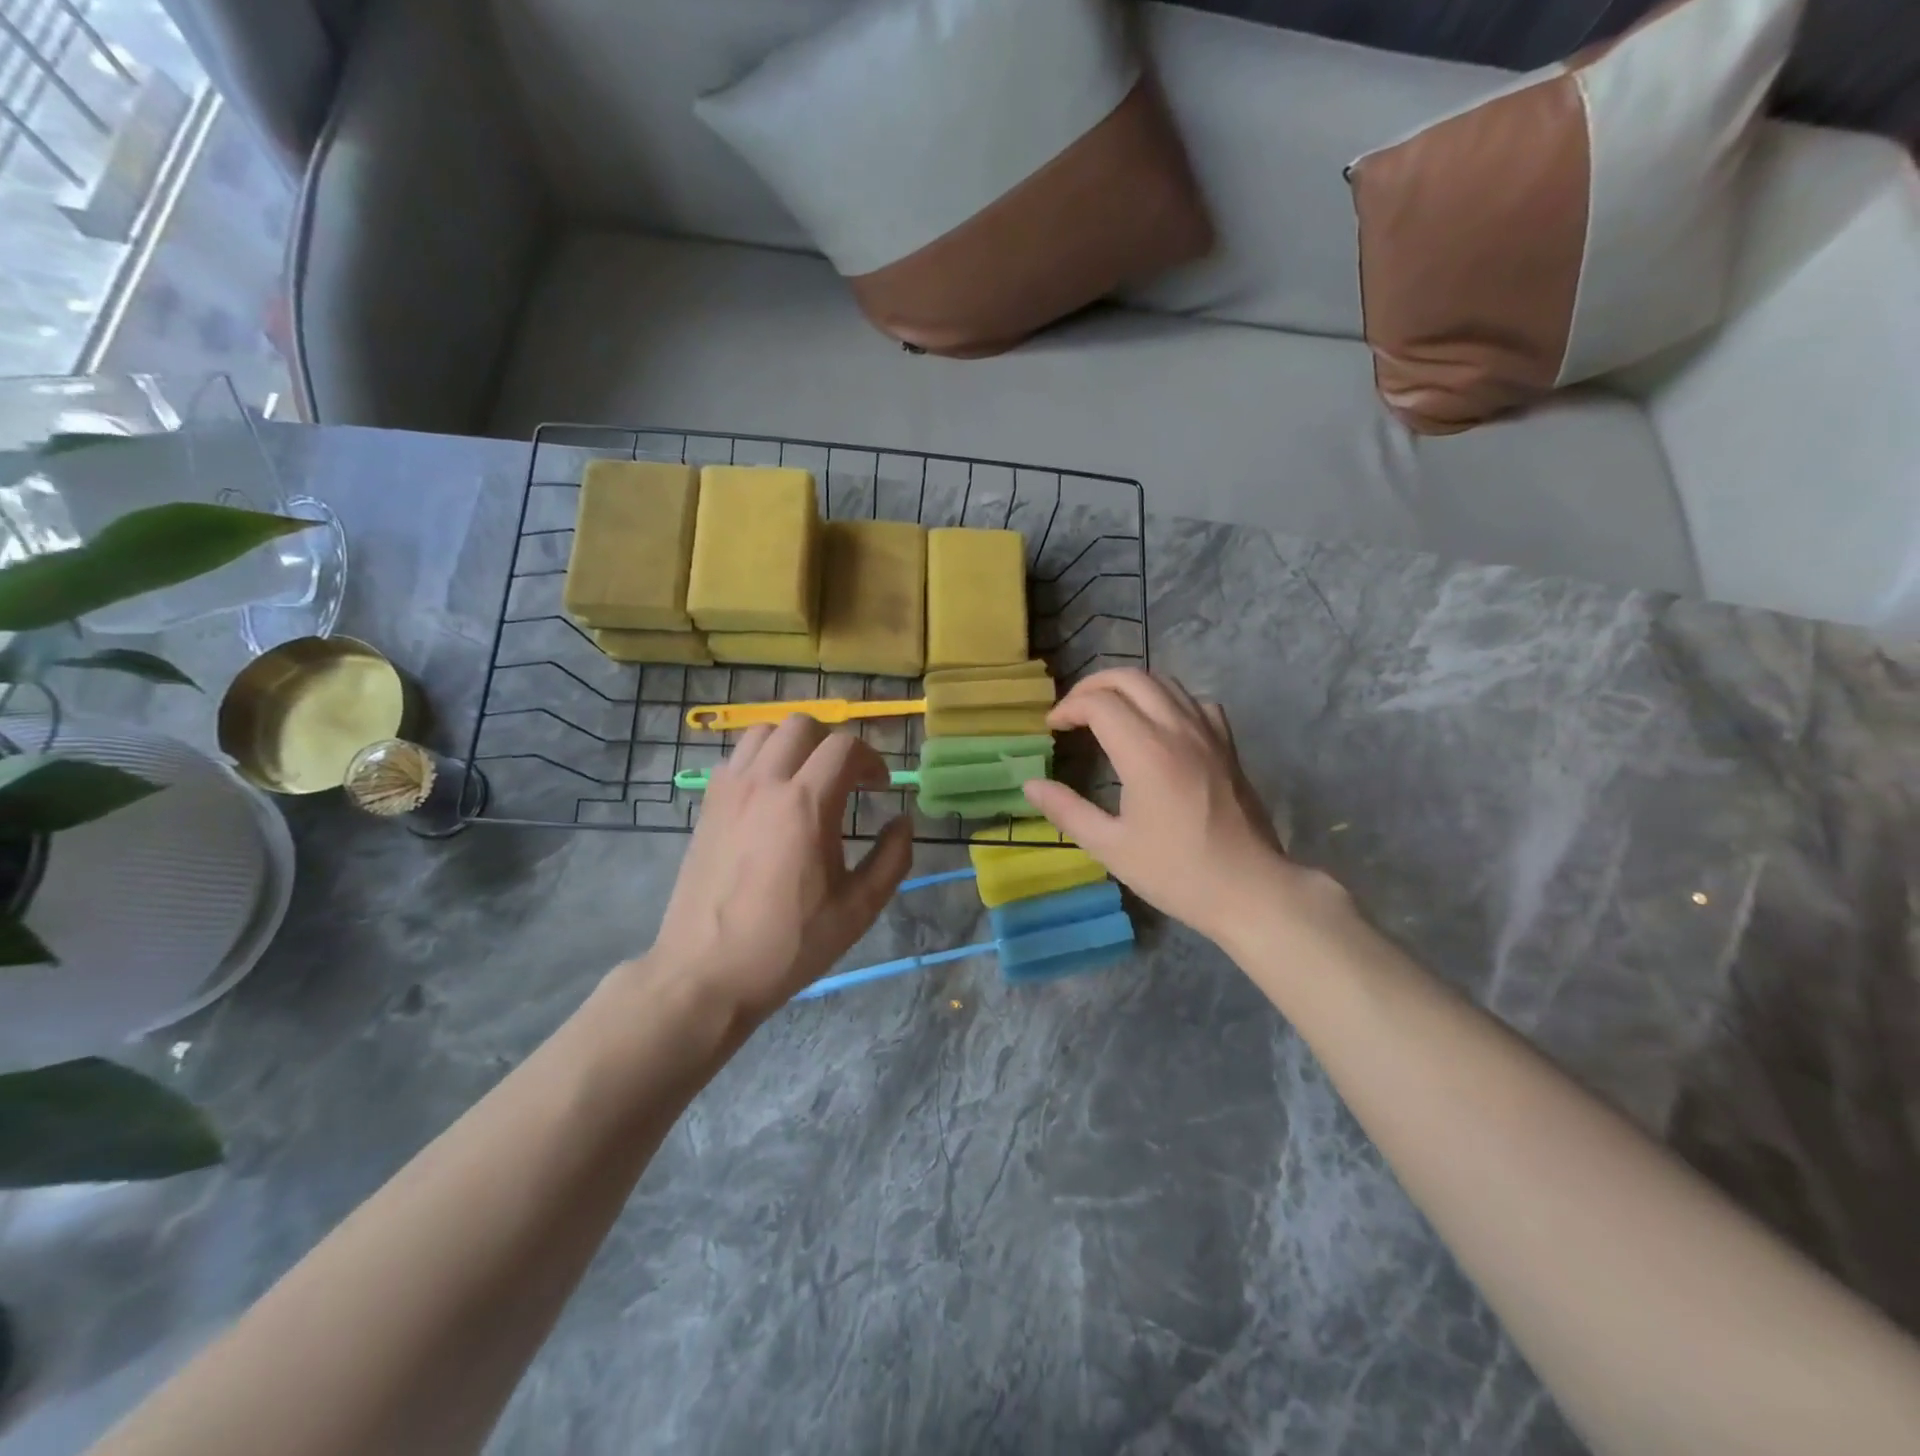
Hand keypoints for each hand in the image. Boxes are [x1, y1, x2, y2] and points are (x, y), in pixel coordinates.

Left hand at [644, 717, 912, 1018]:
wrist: (707, 973)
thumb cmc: (789, 944)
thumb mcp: (858, 909)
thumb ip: (892, 858)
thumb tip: (903, 822)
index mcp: (807, 804)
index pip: (845, 747)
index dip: (872, 760)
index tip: (880, 787)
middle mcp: (765, 783)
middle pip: (803, 725)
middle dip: (833, 743)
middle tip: (846, 779)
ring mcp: (729, 791)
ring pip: (764, 732)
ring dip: (793, 744)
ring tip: (806, 778)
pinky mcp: (707, 806)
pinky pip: (736, 757)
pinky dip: (760, 760)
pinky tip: (769, 796)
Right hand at [1023, 670, 1329, 942]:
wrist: (1251, 889)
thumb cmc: (1177, 872)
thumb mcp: (1111, 848)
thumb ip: (1067, 811)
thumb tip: (1030, 784)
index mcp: (1146, 752)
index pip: (1099, 703)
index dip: (1068, 708)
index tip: (1052, 728)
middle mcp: (1178, 729)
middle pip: (1130, 678)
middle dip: (1093, 686)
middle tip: (1072, 712)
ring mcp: (1208, 733)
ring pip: (1164, 682)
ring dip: (1128, 687)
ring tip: (1107, 712)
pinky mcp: (1227, 744)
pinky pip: (1194, 701)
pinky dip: (1167, 699)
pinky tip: (1158, 724)